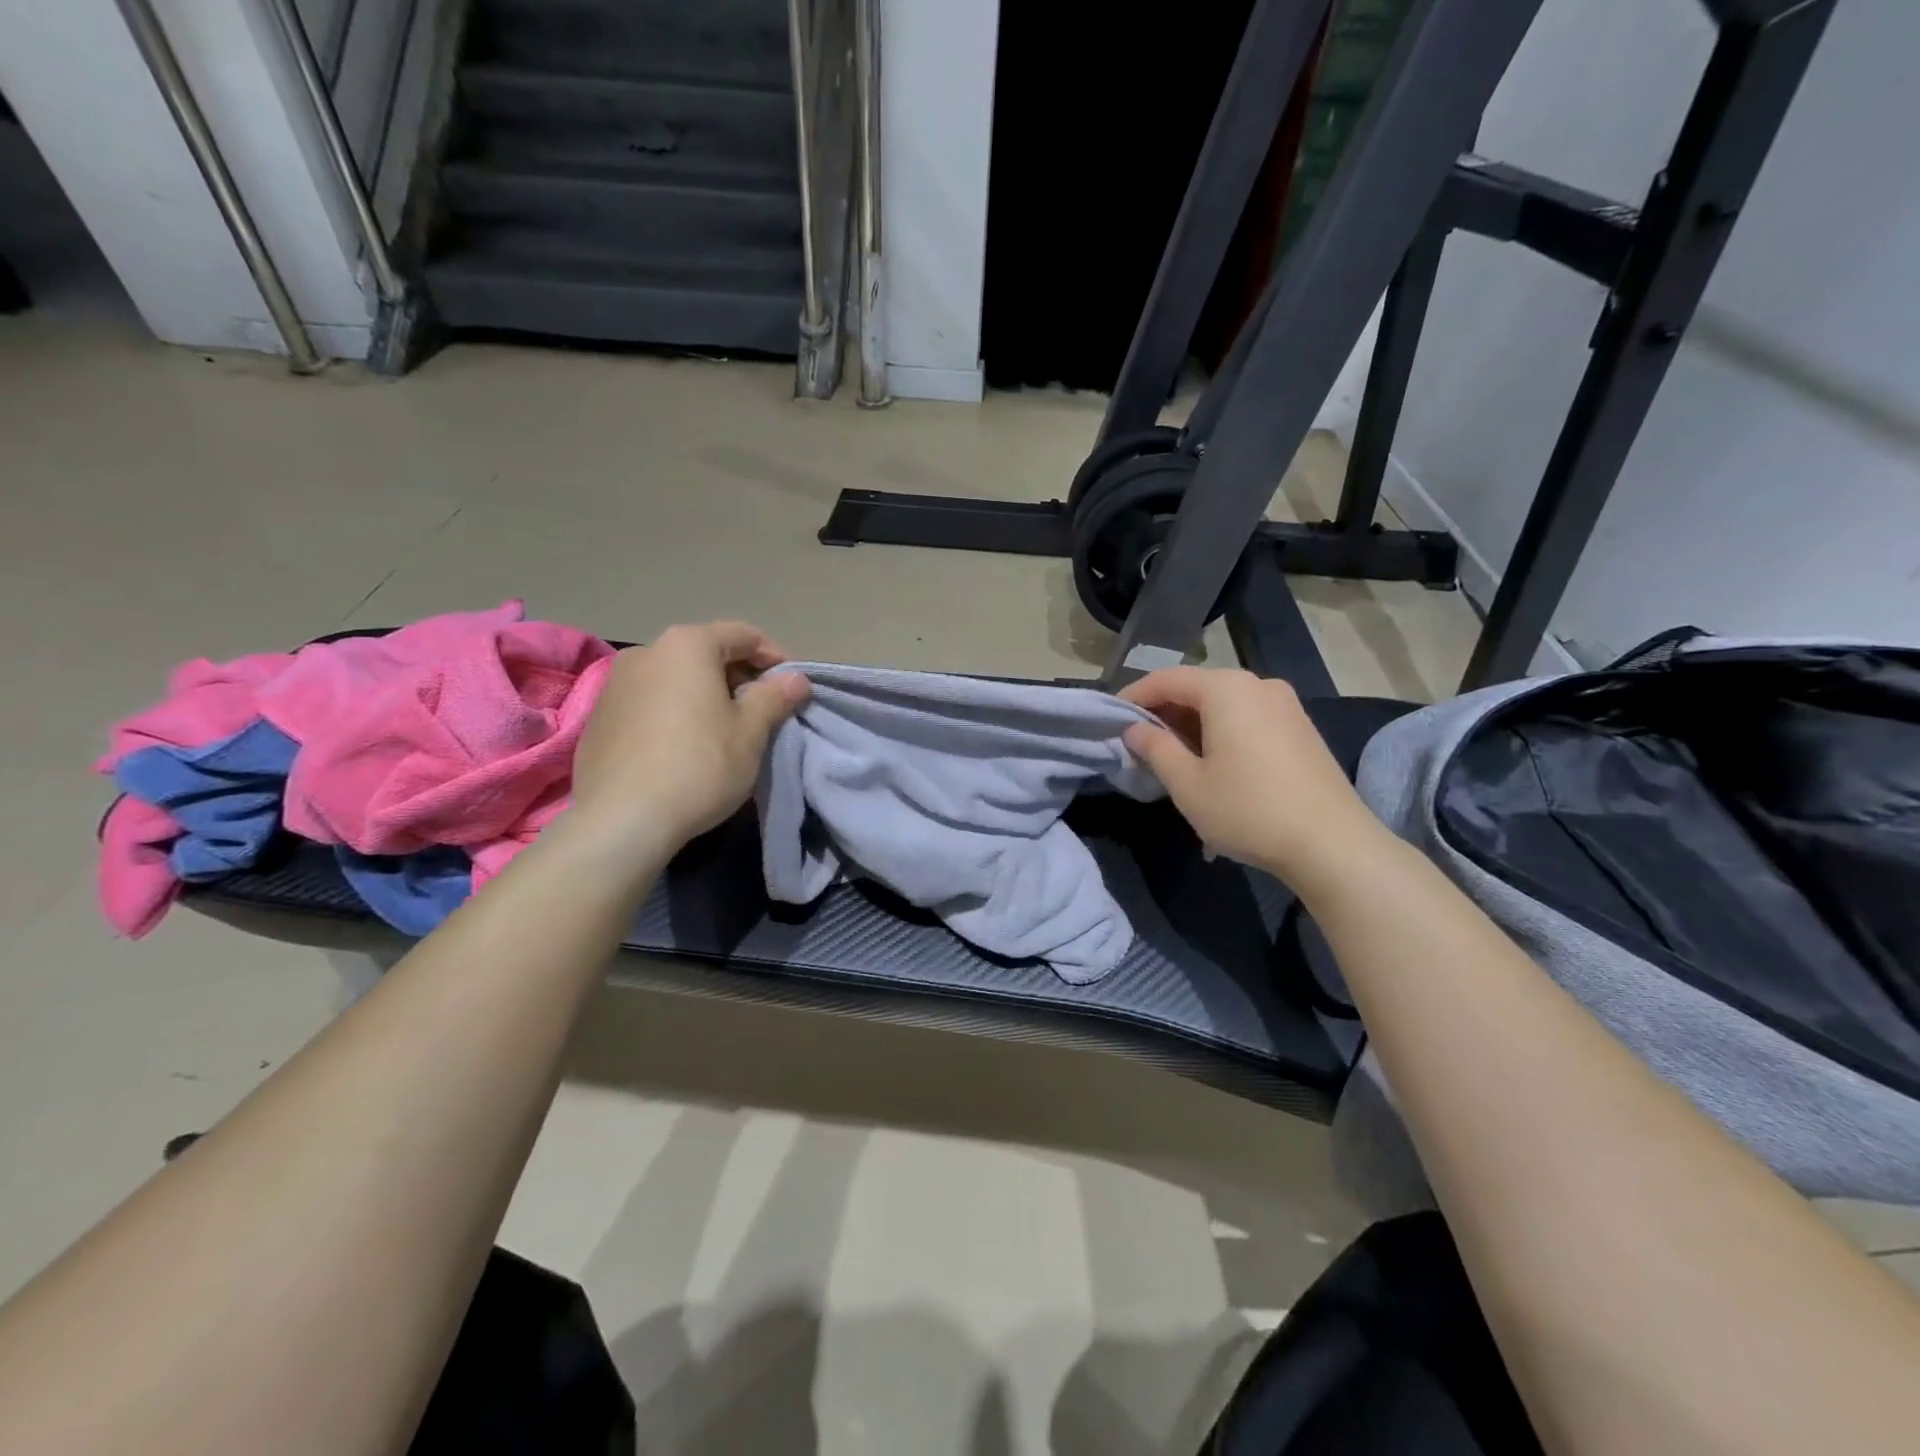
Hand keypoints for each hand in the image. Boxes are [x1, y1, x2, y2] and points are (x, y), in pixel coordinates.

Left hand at [570, 622, 810, 855]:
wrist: (621, 819)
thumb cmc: (699, 765)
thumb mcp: (750, 732)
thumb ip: (774, 697)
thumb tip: (795, 678)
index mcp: (687, 645)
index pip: (743, 635)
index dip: (776, 657)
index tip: (793, 687)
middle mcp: (647, 651)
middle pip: (706, 653)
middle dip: (740, 677)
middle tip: (764, 711)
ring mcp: (616, 683)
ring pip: (676, 678)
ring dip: (706, 695)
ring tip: (726, 730)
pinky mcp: (599, 717)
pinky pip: (650, 702)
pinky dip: (675, 712)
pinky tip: (685, 747)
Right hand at [1121, 667, 1387, 890]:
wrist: (1333, 844)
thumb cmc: (1249, 810)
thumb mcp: (1188, 784)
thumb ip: (1155, 749)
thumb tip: (1134, 730)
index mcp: (1226, 689)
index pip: (1166, 680)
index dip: (1133, 697)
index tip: (1110, 720)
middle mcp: (1257, 684)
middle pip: (1197, 687)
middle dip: (1163, 711)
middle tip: (1138, 742)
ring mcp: (1285, 704)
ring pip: (1223, 702)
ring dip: (1191, 722)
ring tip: (1171, 755)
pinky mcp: (1300, 726)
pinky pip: (1247, 716)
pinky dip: (1220, 729)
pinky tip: (1212, 760)